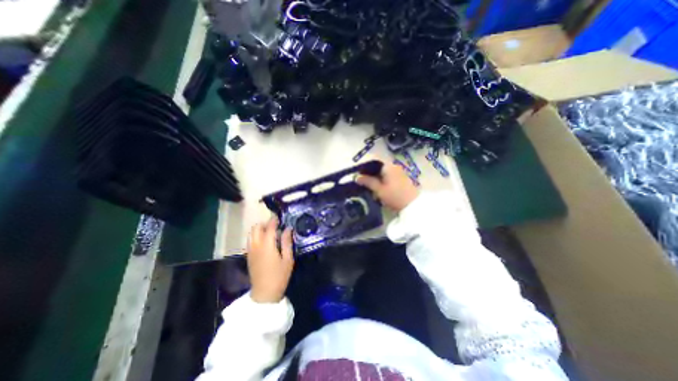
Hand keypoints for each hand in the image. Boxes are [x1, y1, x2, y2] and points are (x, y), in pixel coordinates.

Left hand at [246, 217, 293, 302]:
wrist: (264, 294)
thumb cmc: (279, 276)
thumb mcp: (288, 259)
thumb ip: (287, 242)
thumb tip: (288, 229)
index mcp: (267, 246)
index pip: (269, 227)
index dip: (274, 220)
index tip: (279, 216)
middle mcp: (256, 245)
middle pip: (256, 228)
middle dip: (265, 223)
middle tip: (276, 225)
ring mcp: (250, 251)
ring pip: (251, 233)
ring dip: (260, 229)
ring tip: (270, 232)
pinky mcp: (249, 256)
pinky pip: (250, 240)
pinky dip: (256, 236)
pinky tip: (265, 241)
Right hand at [355, 160, 419, 212]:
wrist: (413, 206)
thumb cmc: (394, 196)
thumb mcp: (379, 190)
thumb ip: (367, 182)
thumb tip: (356, 177)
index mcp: (388, 166)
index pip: (373, 162)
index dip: (364, 168)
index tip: (358, 176)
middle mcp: (394, 166)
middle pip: (378, 168)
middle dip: (370, 175)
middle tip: (362, 183)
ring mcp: (399, 172)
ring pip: (383, 173)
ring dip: (376, 179)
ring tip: (370, 188)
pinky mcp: (402, 179)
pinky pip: (389, 177)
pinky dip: (383, 182)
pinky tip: (379, 190)